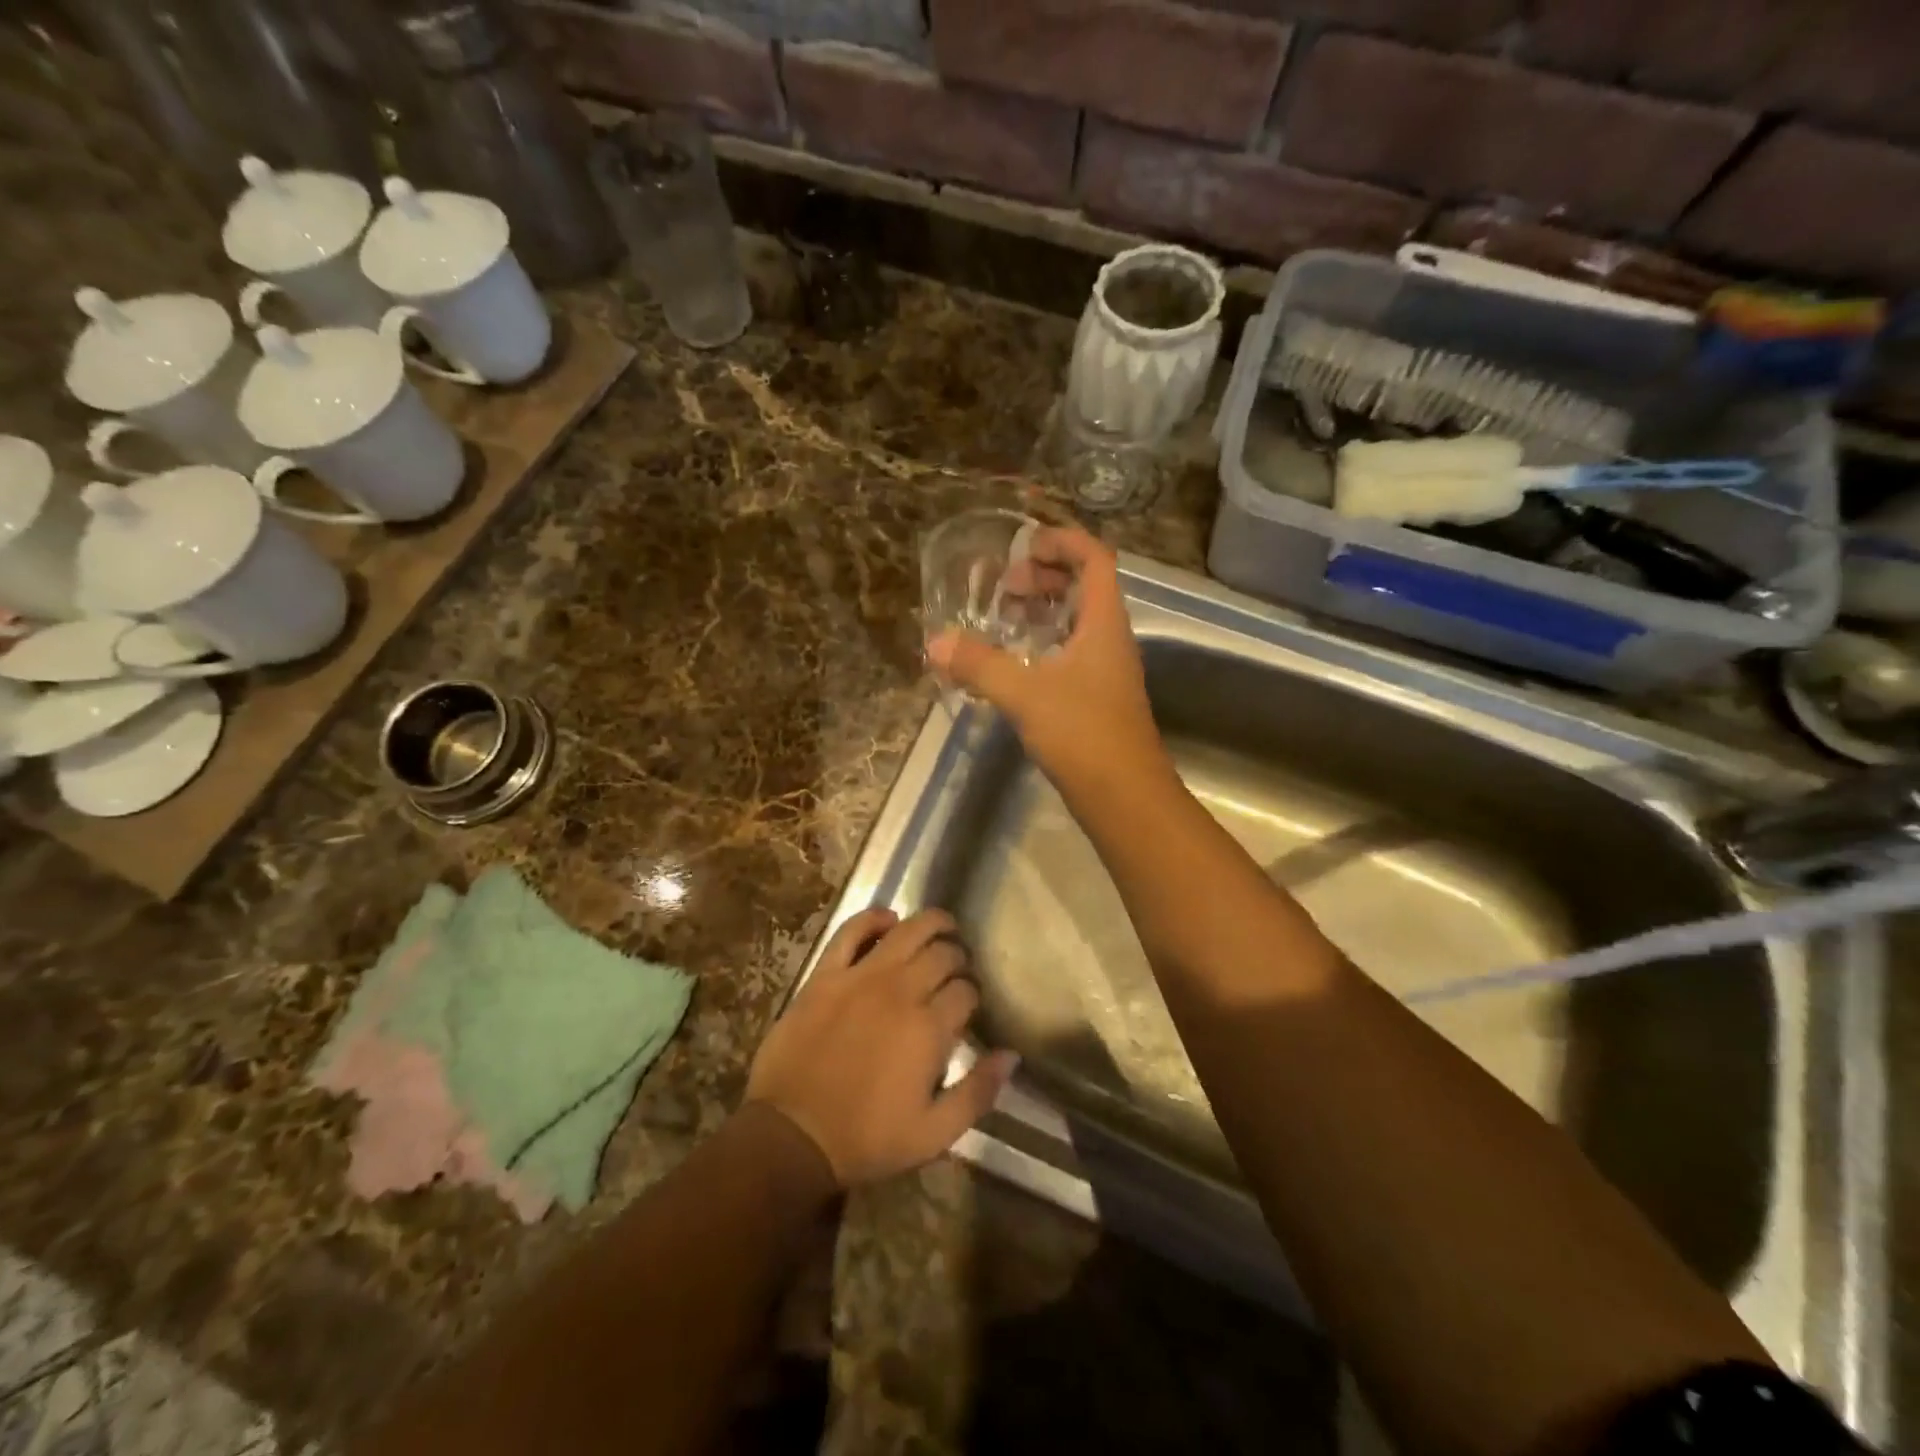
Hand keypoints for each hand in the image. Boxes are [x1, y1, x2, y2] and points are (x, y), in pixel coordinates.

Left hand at [746, 908, 1016, 1187]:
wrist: (791, 1136)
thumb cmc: (866, 1139)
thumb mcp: (933, 1134)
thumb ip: (977, 1092)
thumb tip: (1011, 1054)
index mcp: (929, 1029)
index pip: (966, 991)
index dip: (973, 993)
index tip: (969, 1004)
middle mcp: (900, 991)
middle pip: (942, 954)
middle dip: (957, 956)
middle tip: (957, 967)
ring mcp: (860, 977)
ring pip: (906, 931)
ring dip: (930, 923)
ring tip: (941, 926)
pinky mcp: (826, 974)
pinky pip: (851, 931)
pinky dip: (872, 918)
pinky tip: (888, 918)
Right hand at [926, 526, 1167, 791]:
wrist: (1125, 797)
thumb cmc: (1083, 734)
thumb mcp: (1025, 694)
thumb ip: (980, 665)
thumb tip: (936, 643)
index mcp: (1104, 623)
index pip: (1094, 559)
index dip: (1062, 541)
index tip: (1022, 543)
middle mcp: (1110, 639)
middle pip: (1085, 587)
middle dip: (1045, 576)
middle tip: (1005, 588)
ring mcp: (1106, 670)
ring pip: (1077, 623)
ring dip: (1043, 612)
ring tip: (1003, 619)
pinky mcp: (1096, 698)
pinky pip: (1070, 654)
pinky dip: (1043, 645)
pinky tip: (1013, 664)